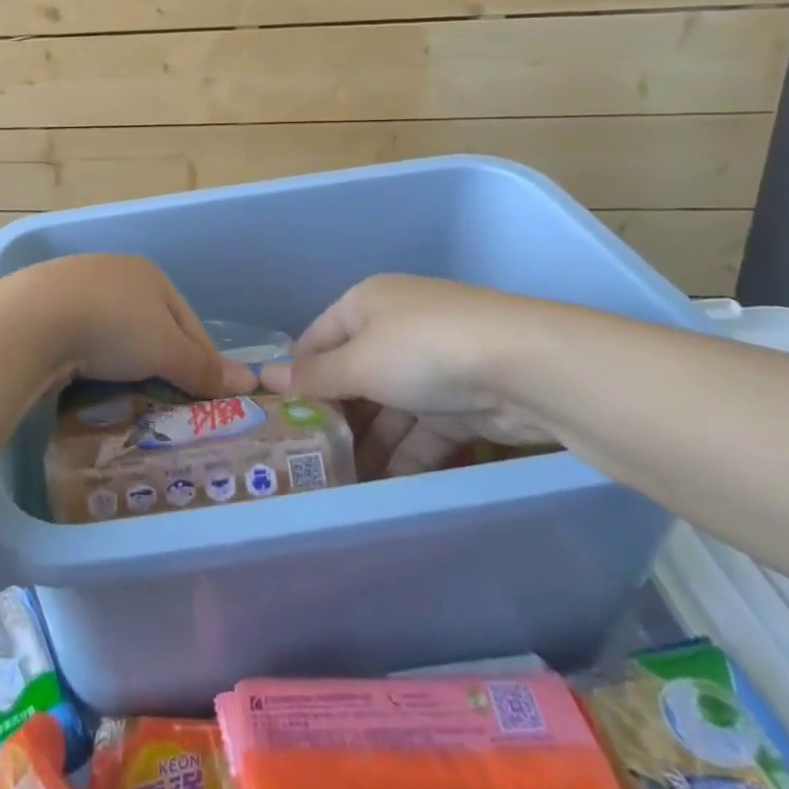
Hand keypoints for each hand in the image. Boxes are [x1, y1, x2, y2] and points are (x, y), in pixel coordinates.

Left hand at [0, 254, 255, 396]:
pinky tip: (91, 384)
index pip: (190, 323)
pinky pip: (84, 340)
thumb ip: (204, 367)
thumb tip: (250, 381)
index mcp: (151, 274)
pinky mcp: (47, 308)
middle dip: (164, 364)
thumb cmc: (112, 326)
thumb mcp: (166, 349)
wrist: (31, 320)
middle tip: (171, 408)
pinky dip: (93, 362)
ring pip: (116, 334)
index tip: (212, 401)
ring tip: (131, 401)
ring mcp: (77, 288)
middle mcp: (116, 273)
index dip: (205, 362)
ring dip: (126, 365)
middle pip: (152, 326)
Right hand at [258, 274, 556, 475]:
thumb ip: (313, 377)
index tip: (280, 417)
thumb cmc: (422, 350)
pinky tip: (386, 484)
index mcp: (365, 303)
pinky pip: (423, 428)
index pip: (317, 339)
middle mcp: (395, 326)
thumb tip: (262, 377)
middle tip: (310, 458)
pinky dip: (407, 454)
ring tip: (344, 482)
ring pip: (389, 406)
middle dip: (336, 416)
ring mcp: (433, 364)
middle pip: (353, 374)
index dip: (297, 375)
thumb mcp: (358, 363)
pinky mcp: (464, 400)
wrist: (525, 368)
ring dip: (370, 441)